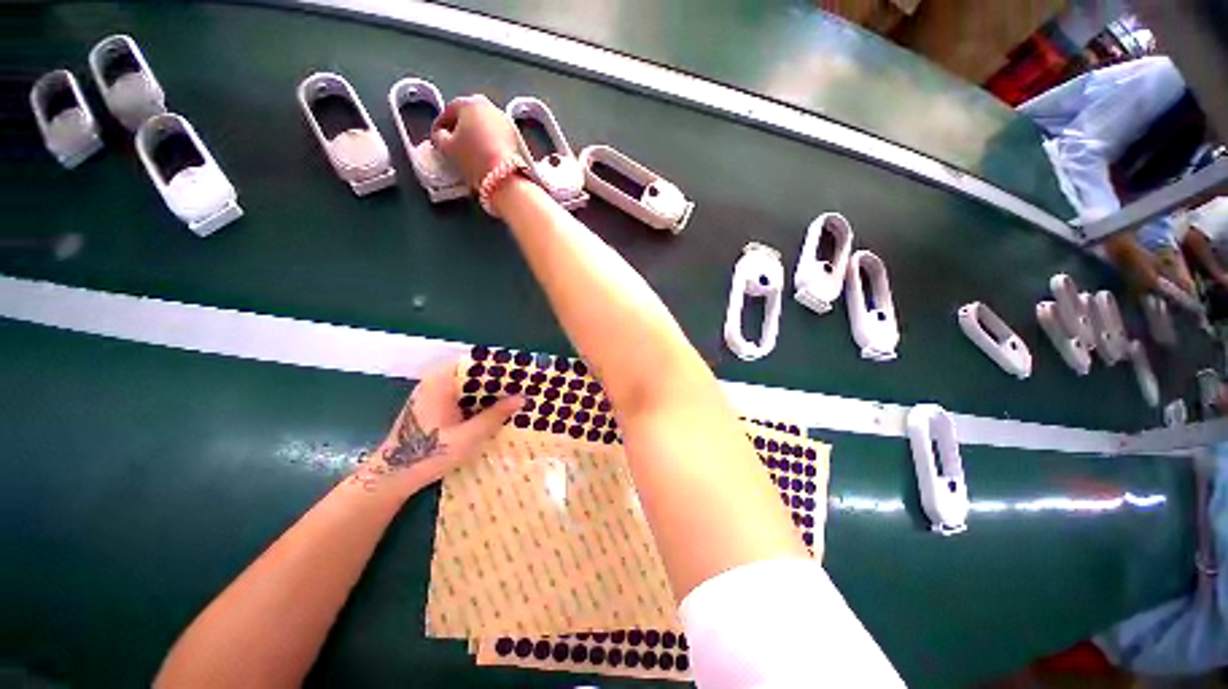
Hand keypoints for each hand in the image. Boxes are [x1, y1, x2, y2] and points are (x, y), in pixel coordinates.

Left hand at [352, 360, 522, 494]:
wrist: (392, 478)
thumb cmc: (429, 454)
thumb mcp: (468, 437)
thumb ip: (495, 415)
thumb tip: (522, 398)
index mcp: (440, 382)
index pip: (474, 362)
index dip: (498, 366)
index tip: (521, 372)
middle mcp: (436, 383)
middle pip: (472, 374)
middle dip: (497, 381)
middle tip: (523, 388)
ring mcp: (433, 395)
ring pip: (468, 387)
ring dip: (489, 393)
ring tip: (515, 398)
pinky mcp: (434, 408)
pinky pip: (462, 398)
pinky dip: (478, 402)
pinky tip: (495, 412)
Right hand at [431, 95, 520, 188]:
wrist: (506, 178)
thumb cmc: (473, 159)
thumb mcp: (447, 148)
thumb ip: (439, 137)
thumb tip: (441, 134)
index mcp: (469, 103)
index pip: (448, 110)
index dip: (439, 125)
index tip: (436, 137)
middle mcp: (489, 106)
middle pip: (469, 115)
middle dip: (460, 127)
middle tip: (453, 143)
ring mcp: (505, 121)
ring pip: (484, 125)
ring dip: (476, 134)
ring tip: (470, 150)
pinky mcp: (516, 136)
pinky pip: (497, 136)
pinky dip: (489, 142)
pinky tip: (485, 154)